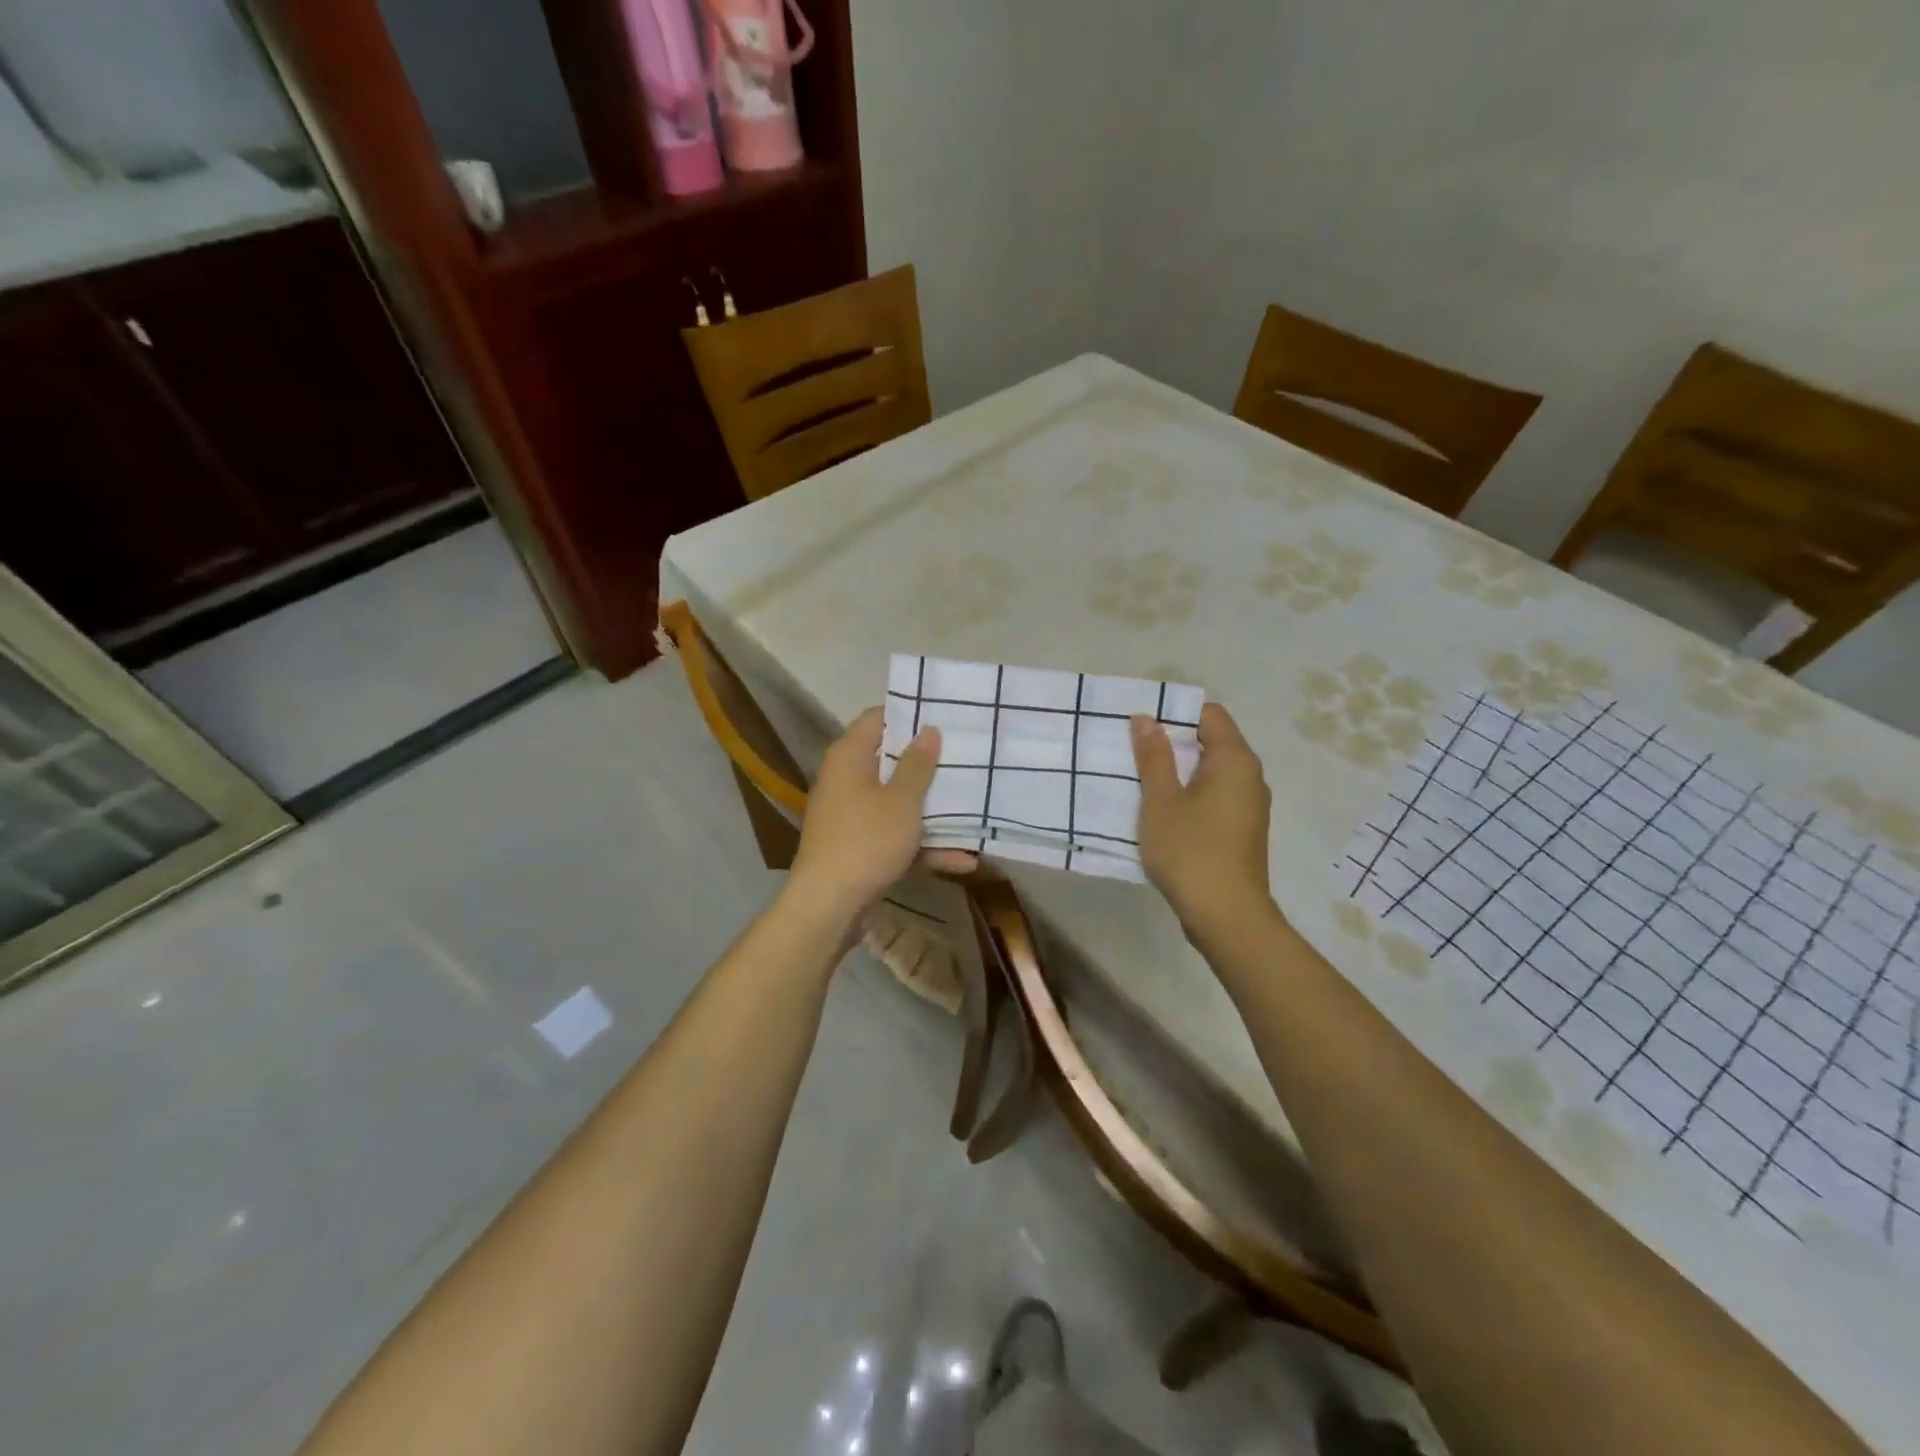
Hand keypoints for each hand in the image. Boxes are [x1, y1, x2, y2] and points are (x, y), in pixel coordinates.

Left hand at [788, 708, 975, 920]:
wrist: (828, 906)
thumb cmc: (867, 840)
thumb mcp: (901, 801)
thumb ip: (917, 765)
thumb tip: (928, 730)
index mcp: (850, 757)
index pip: (877, 718)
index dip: (909, 715)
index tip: (944, 716)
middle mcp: (846, 780)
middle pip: (891, 761)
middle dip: (929, 765)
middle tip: (967, 758)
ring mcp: (852, 816)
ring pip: (897, 803)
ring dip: (933, 811)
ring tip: (975, 809)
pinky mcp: (859, 847)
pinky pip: (895, 837)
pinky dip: (923, 846)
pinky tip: (963, 860)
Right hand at [1131, 702, 1275, 941]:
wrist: (1227, 916)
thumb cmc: (1191, 850)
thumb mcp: (1161, 800)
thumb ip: (1153, 757)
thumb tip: (1146, 719)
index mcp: (1235, 760)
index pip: (1210, 714)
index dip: (1175, 713)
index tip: (1142, 727)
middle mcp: (1250, 777)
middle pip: (1211, 742)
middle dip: (1172, 743)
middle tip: (1133, 753)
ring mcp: (1249, 806)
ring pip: (1211, 773)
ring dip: (1179, 773)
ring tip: (1142, 782)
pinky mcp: (1243, 830)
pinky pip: (1215, 797)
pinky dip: (1190, 796)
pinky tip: (1163, 813)